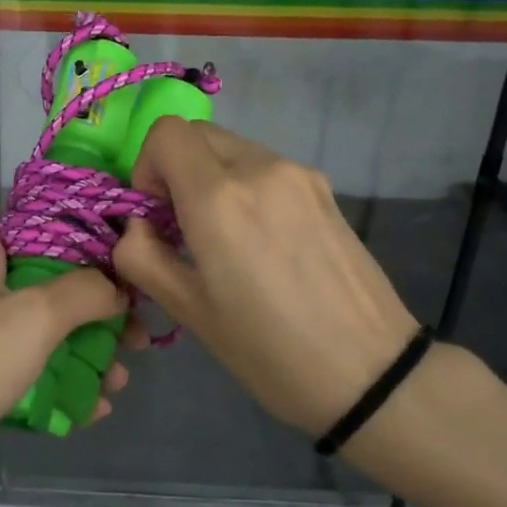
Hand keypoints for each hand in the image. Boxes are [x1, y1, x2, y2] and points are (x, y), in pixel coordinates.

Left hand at [0, 223, 135, 493]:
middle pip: (55, 284)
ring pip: (51, 334)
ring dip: (89, 354)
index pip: (39, 223)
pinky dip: (67, 387)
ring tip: (121, 380)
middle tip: (139, 333)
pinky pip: (37, 374)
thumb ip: (86, 291)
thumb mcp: (35, 314)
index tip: (126, 251)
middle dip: (101, 308)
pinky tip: (97, 408)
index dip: (84, 231)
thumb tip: (118, 288)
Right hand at [112, 118, 420, 435]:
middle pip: (198, 134)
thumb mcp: (189, 311)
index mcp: (220, 198)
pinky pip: (265, 168)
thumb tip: (136, 227)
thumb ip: (142, 257)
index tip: (155, 215)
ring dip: (211, 179)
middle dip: (175, 170)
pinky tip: (262, 243)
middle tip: (182, 227)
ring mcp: (299, 175)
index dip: (146, 167)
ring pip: (233, 149)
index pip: (166, 133)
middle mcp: (260, 169)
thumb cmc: (268, 351)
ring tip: (224, 239)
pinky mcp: (324, 189)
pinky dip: (245, 187)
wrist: (370, 373)